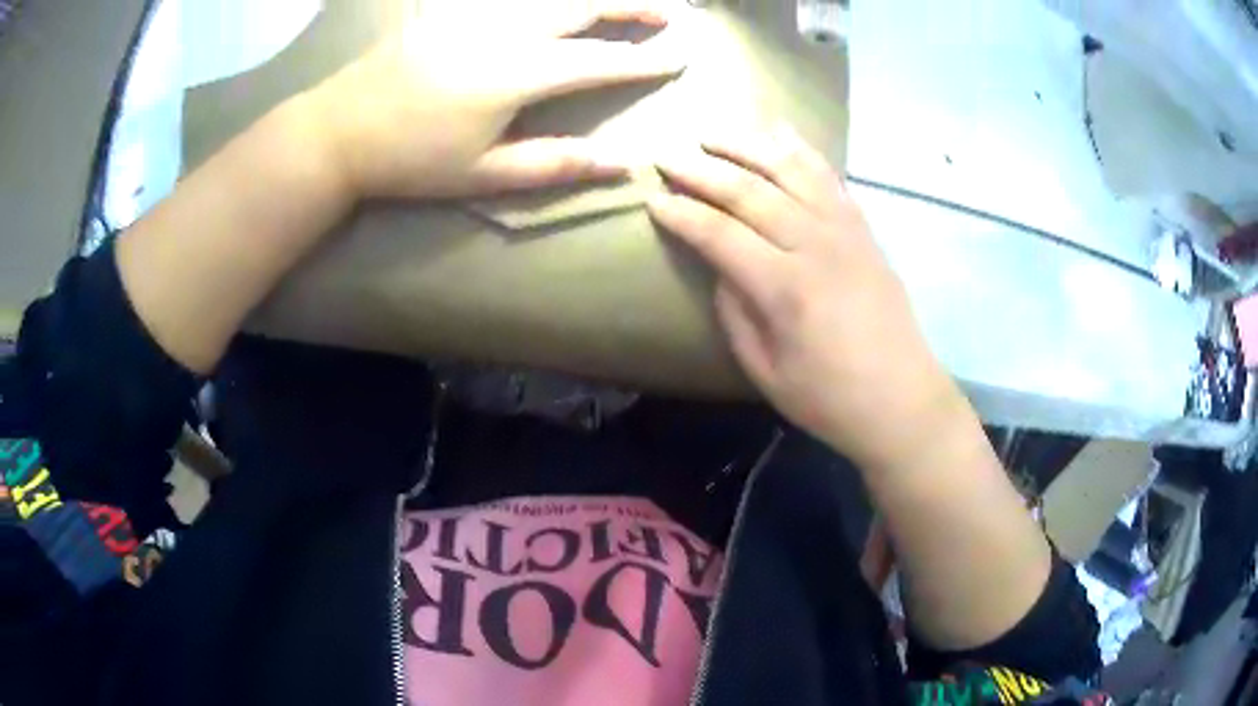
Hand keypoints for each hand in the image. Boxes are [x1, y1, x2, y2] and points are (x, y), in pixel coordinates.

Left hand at [310, 2, 684, 199]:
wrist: (339, 131)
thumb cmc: (411, 160)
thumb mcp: (484, 175)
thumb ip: (555, 163)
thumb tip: (623, 165)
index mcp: (517, 73)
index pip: (601, 60)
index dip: (645, 59)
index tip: (682, 56)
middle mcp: (505, 29)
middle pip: (583, 6)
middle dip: (633, 5)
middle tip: (670, 11)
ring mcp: (476, 12)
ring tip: (625, 0)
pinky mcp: (452, 8)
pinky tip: (556, 2)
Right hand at [649, 128, 958, 466]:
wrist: (902, 398)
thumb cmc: (830, 397)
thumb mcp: (766, 370)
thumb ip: (736, 313)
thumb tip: (720, 266)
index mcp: (785, 287)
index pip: (719, 234)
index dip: (681, 214)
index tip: (652, 200)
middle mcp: (814, 244)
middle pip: (749, 191)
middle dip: (701, 170)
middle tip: (666, 157)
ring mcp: (844, 230)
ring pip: (788, 170)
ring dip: (746, 146)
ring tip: (712, 135)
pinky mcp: (863, 228)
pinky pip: (828, 176)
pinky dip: (801, 150)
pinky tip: (779, 131)